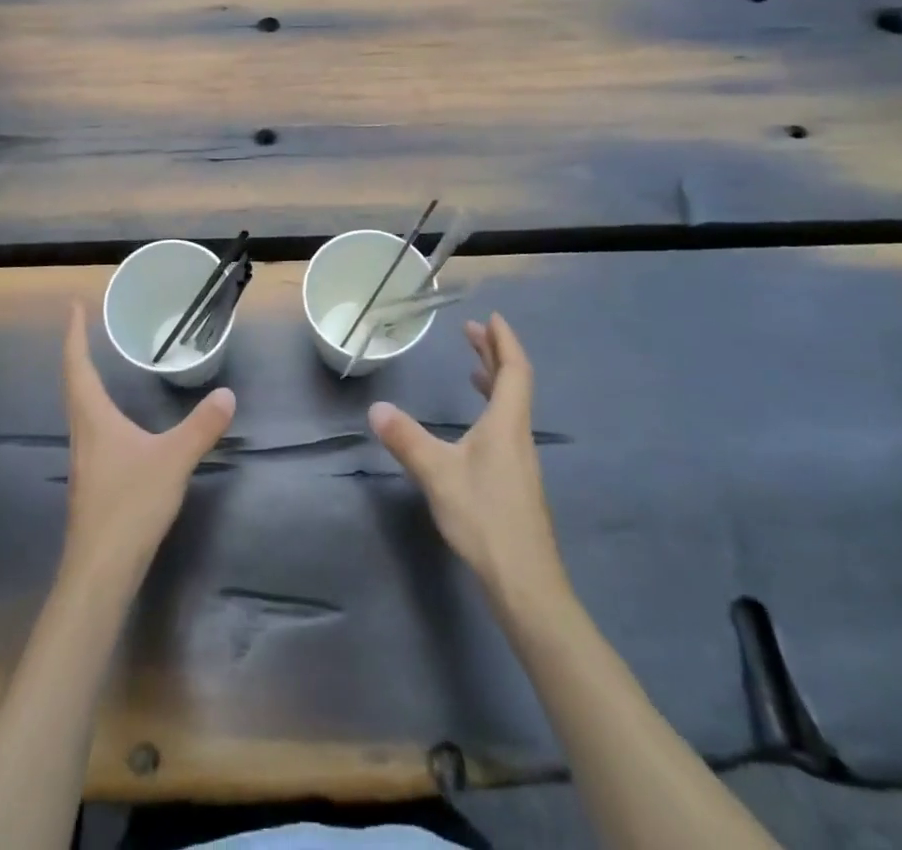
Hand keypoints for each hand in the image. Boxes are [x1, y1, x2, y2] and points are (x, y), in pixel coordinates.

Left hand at [61, 302, 235, 586]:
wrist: (100, 572)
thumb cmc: (129, 505)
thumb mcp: (173, 460)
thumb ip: (201, 427)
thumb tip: (227, 394)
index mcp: (94, 419)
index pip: (78, 366)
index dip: (73, 335)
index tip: (73, 306)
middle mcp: (83, 434)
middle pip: (74, 385)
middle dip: (78, 354)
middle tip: (87, 329)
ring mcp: (85, 461)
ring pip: (81, 411)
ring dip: (87, 384)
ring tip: (101, 367)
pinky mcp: (93, 484)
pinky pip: (93, 432)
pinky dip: (100, 412)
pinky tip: (119, 426)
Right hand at [367, 314, 558, 593]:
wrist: (525, 582)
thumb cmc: (484, 518)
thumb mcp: (437, 474)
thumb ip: (406, 439)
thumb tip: (376, 408)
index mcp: (507, 424)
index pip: (514, 370)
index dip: (504, 341)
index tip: (491, 318)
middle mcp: (519, 435)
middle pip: (514, 383)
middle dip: (494, 354)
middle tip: (471, 332)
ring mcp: (521, 460)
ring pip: (511, 407)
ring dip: (494, 380)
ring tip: (473, 368)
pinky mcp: (516, 481)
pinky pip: (506, 426)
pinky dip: (492, 407)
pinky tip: (475, 425)